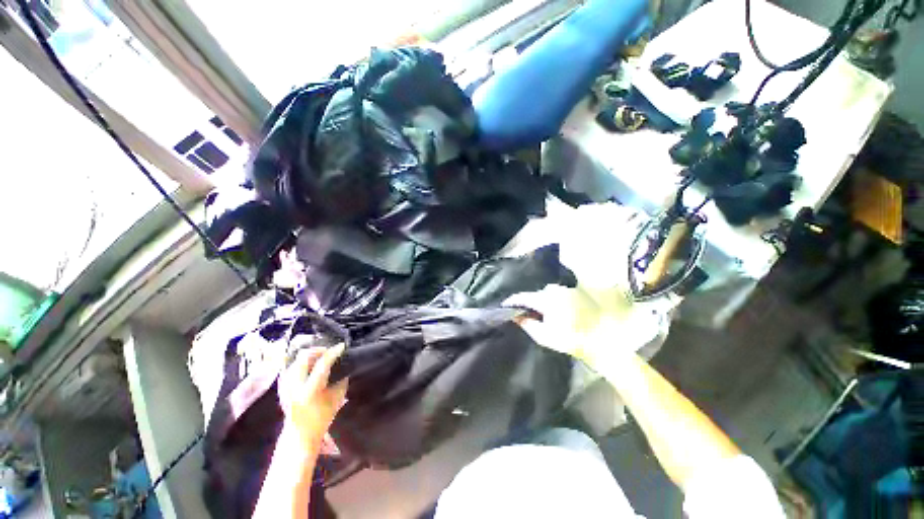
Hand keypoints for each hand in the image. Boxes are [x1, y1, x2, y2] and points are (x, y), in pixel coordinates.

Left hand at [278, 343, 348, 450]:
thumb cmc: (322, 418)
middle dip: (317, 350)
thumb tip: (344, 367)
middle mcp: (295, 386)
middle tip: (328, 351)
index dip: (333, 352)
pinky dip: (300, 363)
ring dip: (308, 356)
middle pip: (303, 357)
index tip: (342, 346)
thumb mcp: (337, 398)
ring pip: (295, 361)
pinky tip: (308, 366)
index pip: (322, 364)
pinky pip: (290, 368)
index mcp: (311, 390)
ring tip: (319, 358)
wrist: (300, 435)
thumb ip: (341, 380)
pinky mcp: (282, 388)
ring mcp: (286, 387)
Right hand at [506, 284, 661, 370]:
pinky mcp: (577, 293)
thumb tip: (516, 316)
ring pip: (547, 292)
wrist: (602, 342)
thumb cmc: (571, 340)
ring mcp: (568, 290)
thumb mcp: (545, 336)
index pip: (524, 296)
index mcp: (547, 299)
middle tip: (524, 313)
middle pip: (536, 293)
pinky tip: (556, 311)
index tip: (504, 305)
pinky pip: (558, 294)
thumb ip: (527, 324)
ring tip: (541, 313)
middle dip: (529, 302)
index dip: (513, 301)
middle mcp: (556, 290)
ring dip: (542, 300)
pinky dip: (553, 300)